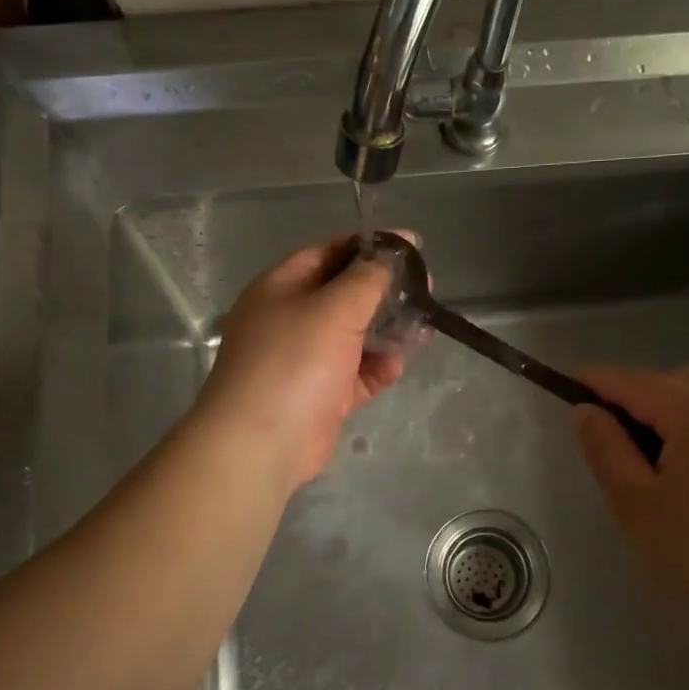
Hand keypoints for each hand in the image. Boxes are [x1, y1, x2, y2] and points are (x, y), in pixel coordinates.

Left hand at [192, 235, 412, 488]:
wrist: (262, 443)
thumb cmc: (294, 362)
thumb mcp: (335, 308)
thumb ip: (368, 277)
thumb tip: (392, 251)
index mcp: (282, 287)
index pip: (330, 253)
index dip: (371, 247)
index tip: (413, 247)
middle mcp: (292, 318)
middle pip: (346, 295)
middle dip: (385, 292)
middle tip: (426, 290)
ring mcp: (307, 359)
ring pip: (356, 335)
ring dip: (388, 331)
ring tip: (422, 330)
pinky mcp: (323, 394)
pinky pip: (357, 372)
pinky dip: (378, 366)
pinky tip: (398, 365)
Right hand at [572, 364, 688, 634]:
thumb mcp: (636, 506)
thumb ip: (606, 449)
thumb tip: (586, 411)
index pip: (638, 383)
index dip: (599, 380)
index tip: (567, 383)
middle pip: (677, 381)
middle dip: (638, 393)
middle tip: (608, 430)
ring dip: (671, 406)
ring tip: (649, 450)